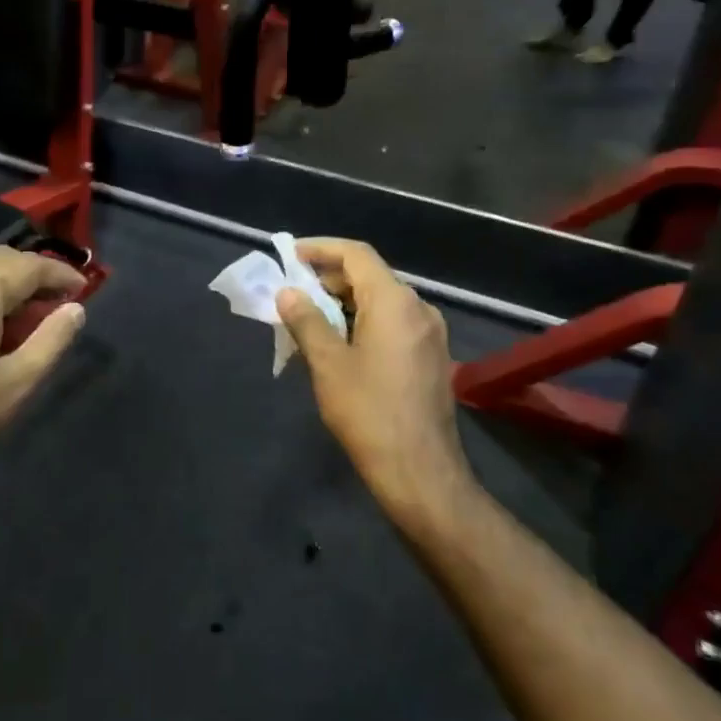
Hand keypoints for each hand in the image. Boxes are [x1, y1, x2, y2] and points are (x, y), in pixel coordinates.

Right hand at [276, 239, 474, 525]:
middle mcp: (419, 308)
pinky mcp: (432, 356)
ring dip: (346, 301)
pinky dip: (365, 320)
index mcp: (394, 301)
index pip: (356, 254)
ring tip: (311, 318)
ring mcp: (430, 333)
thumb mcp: (328, 364)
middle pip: (371, 275)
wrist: (420, 471)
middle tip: (294, 292)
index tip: (291, 255)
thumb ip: (306, 321)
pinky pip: (394, 322)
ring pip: (383, 300)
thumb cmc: (369, 412)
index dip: (321, 248)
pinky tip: (342, 343)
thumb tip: (288, 293)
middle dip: (330, 277)